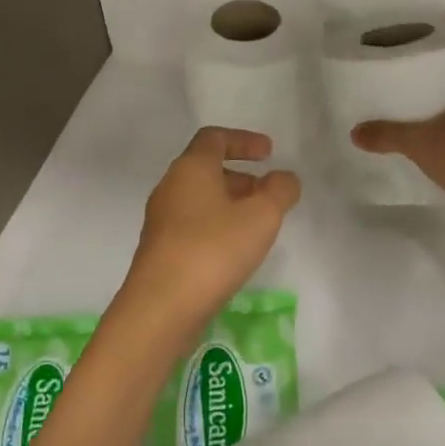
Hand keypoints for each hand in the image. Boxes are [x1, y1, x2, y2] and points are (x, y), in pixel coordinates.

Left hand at [123, 128, 301, 331]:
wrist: (161, 307)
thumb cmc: (213, 249)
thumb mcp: (261, 216)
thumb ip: (279, 191)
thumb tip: (284, 178)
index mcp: (191, 168)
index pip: (214, 138)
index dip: (244, 140)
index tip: (269, 153)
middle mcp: (170, 187)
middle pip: (206, 168)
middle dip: (241, 176)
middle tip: (268, 193)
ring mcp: (161, 220)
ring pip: (200, 199)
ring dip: (230, 203)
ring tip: (257, 225)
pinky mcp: (160, 250)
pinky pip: (193, 224)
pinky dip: (217, 226)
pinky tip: (235, 251)